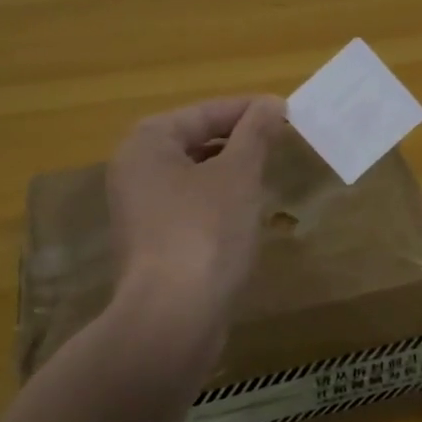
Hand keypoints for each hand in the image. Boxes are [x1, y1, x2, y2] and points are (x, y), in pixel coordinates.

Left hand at [107, 95, 284, 335]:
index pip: (204, 112)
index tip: (286, 111)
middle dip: (238, 140)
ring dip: (230, 171)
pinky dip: (217, 202)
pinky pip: (190, 207)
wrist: (172, 318)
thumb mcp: (238, 174)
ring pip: (193, 176)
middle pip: (195, 141)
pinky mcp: (151, 243)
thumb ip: (255, 133)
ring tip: (268, 172)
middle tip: (281, 141)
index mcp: (147, 143)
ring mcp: (139, 210)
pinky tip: (245, 214)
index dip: (248, 110)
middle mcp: (135, 170)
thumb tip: (271, 104)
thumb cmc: (205, 231)